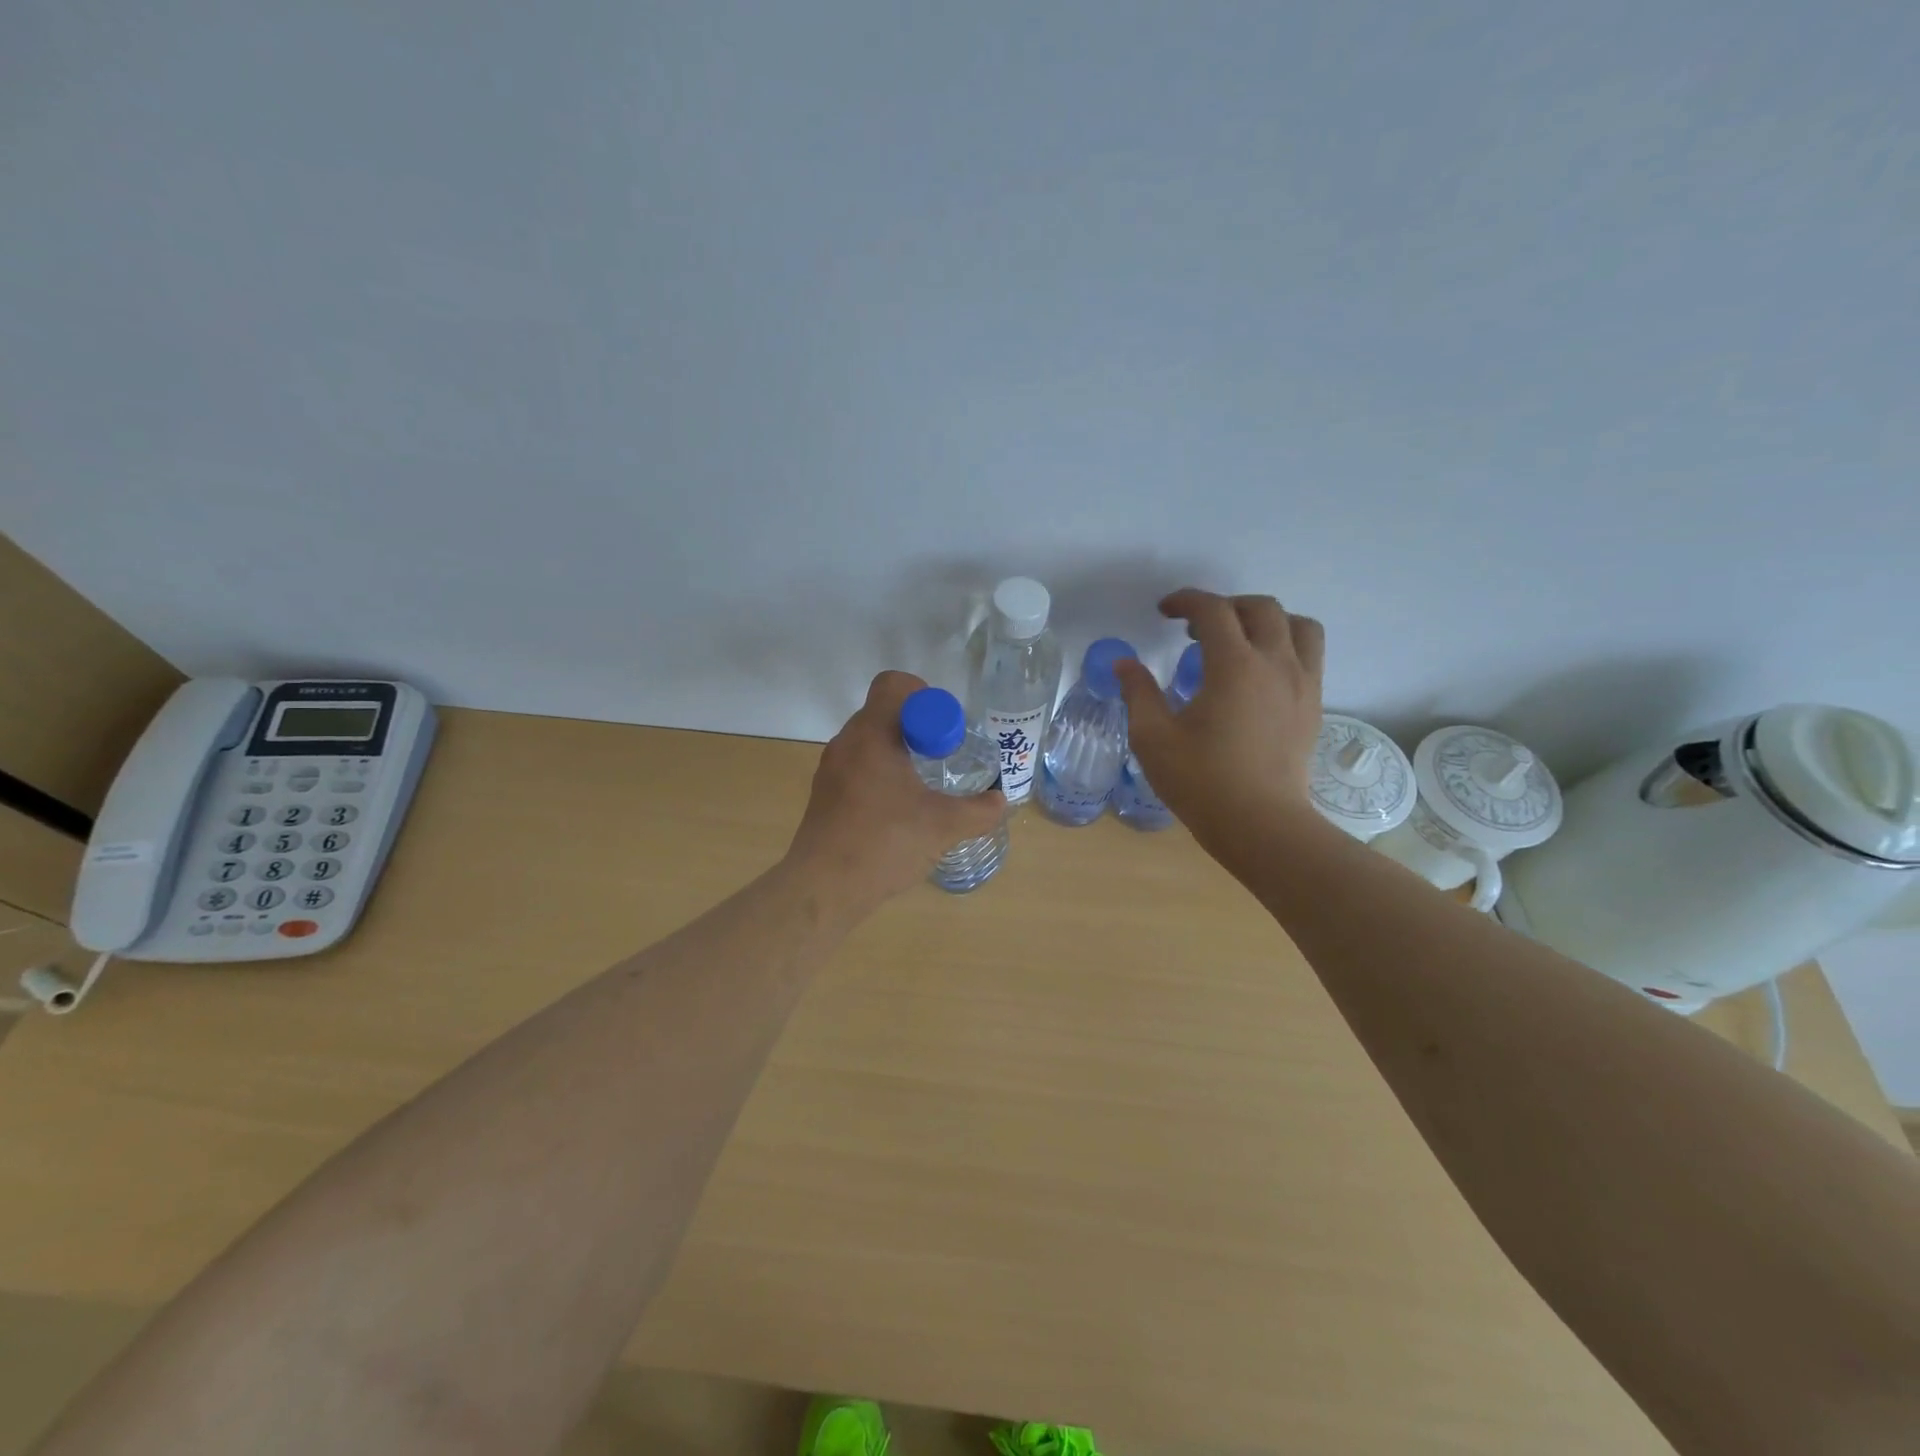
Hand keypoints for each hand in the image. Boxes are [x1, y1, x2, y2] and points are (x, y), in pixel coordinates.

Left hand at [786, 670, 1006, 915]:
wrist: (824, 888)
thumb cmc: (884, 844)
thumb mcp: (943, 826)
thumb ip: (979, 811)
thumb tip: (1001, 801)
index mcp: (872, 735)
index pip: (894, 684)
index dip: (926, 698)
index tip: (945, 733)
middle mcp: (847, 742)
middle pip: (885, 711)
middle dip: (919, 728)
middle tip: (943, 758)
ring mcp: (831, 768)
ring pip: (871, 740)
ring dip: (900, 751)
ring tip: (923, 786)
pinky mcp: (825, 793)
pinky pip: (858, 765)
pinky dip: (881, 773)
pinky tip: (898, 809)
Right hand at [1115, 590, 1326, 852]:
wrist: (1260, 824)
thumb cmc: (1201, 781)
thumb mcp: (1153, 738)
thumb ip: (1138, 693)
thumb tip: (1125, 664)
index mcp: (1234, 666)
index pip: (1213, 611)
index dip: (1186, 601)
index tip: (1164, 612)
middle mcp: (1275, 663)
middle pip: (1260, 608)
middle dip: (1225, 607)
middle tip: (1195, 629)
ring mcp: (1302, 683)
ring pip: (1297, 625)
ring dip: (1266, 620)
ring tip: (1239, 640)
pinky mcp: (1314, 705)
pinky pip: (1309, 655)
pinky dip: (1286, 645)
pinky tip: (1260, 673)